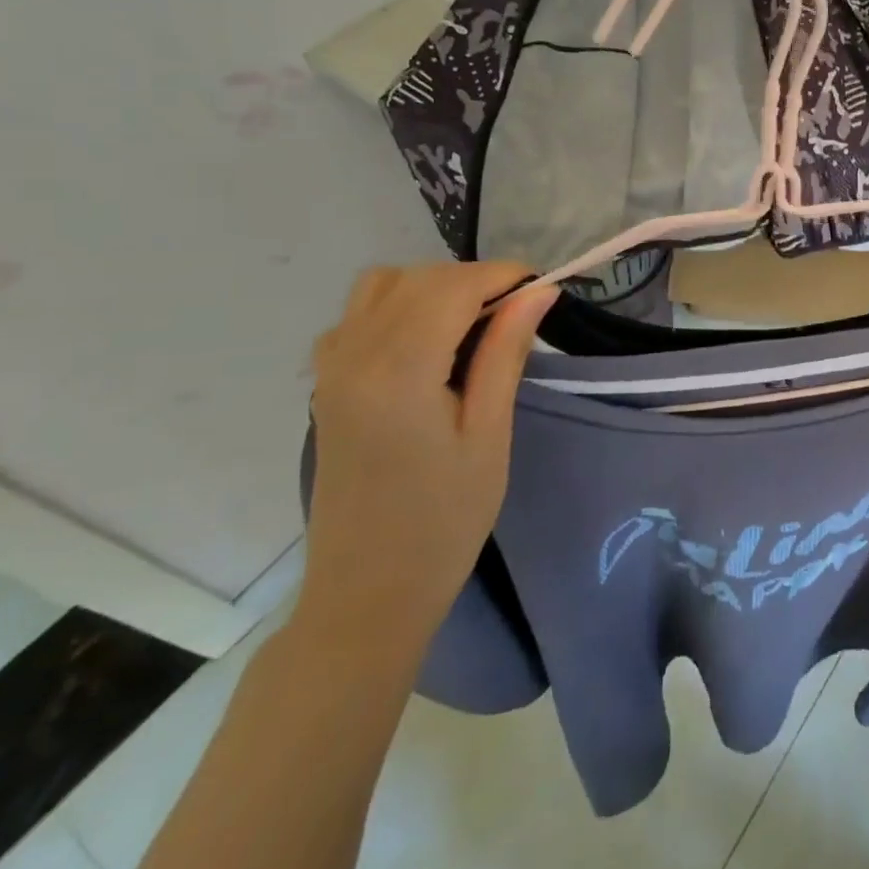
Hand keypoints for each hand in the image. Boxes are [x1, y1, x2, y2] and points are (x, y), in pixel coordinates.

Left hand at [298, 263, 556, 661]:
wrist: (367, 593)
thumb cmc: (444, 520)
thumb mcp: (489, 434)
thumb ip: (506, 353)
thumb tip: (538, 292)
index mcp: (398, 371)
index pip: (452, 286)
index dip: (503, 276)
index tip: (543, 289)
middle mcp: (353, 356)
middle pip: (418, 279)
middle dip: (474, 280)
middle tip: (518, 314)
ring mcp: (331, 369)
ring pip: (383, 286)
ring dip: (433, 288)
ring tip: (473, 325)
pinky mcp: (325, 384)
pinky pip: (359, 315)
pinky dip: (398, 306)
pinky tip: (427, 344)